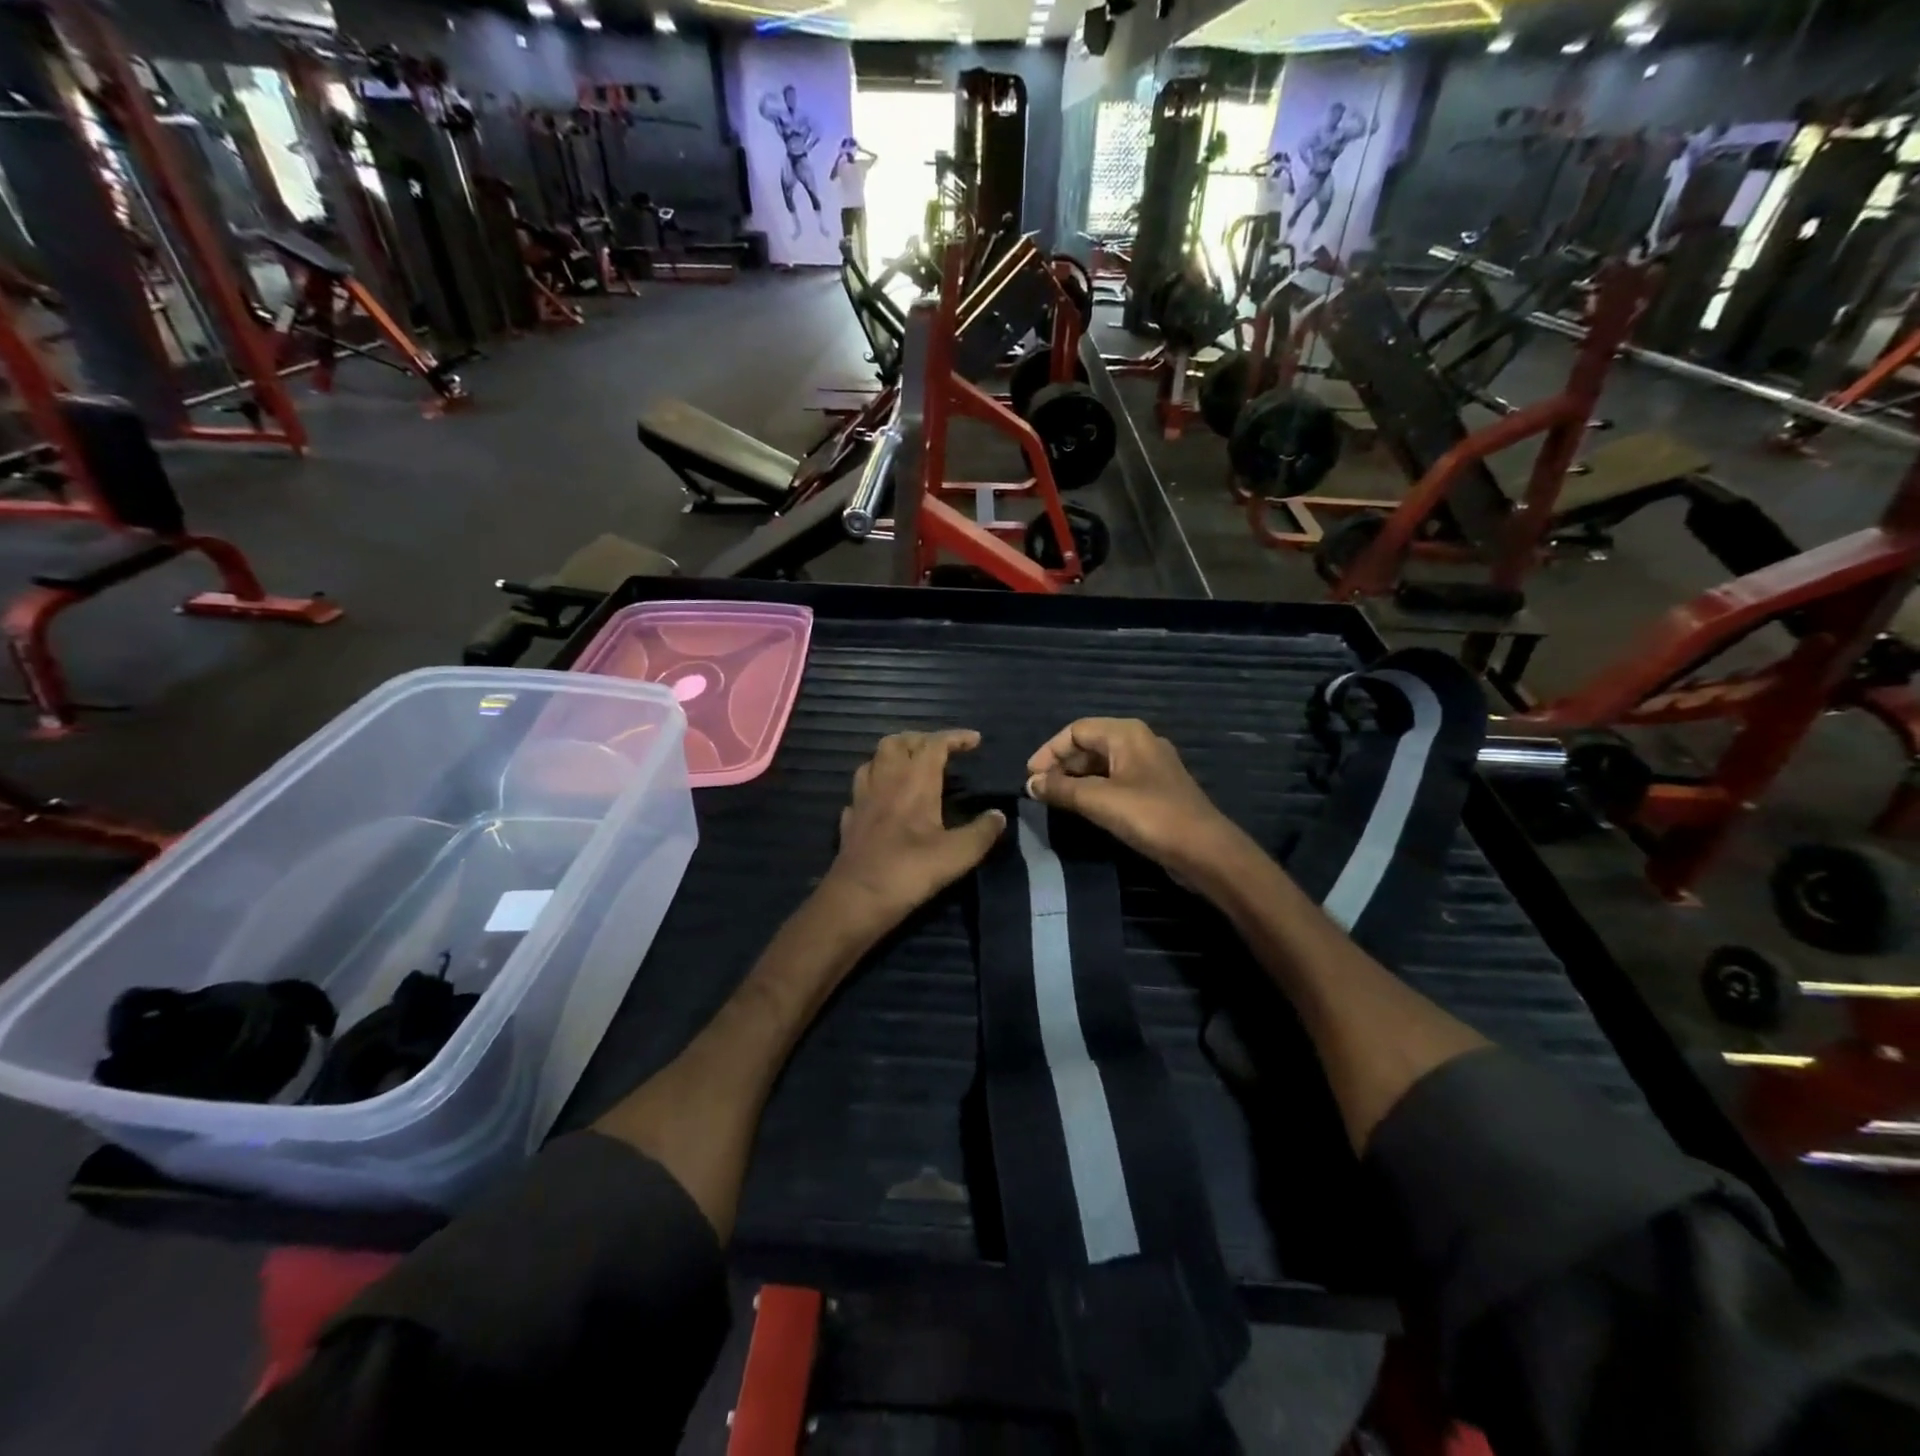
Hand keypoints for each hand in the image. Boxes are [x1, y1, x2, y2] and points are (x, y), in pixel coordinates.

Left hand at [823, 729, 1006, 935]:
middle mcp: (886, 780)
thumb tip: (999, 816)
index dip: (955, 737)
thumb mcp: (959, 854)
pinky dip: (875, 786)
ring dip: (893, 756)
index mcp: (914, 781)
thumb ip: (982, 832)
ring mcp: (862, 798)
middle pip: (897, 742)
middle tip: (941, 751)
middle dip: (921, 739)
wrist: (858, 898)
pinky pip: (861, 790)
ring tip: (911, 767)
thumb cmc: (910, 870)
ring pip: (873, 760)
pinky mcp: (850, 819)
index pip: (934, 744)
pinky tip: (883, 800)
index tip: (974, 740)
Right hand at [1025, 719, 1249, 886]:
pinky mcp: (1155, 790)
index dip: (1049, 751)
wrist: (1204, 851)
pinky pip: (1116, 780)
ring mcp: (1149, 766)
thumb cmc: (1150, 816)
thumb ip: (1061, 789)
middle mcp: (1139, 742)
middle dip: (1061, 765)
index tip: (1030, 778)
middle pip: (1089, 744)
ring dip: (1076, 779)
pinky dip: (1094, 790)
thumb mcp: (1099, 800)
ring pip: (1102, 764)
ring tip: (1056, 801)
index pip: (1076, 730)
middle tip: (1040, 791)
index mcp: (1127, 733)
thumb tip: (1030, 784)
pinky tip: (1083, 809)